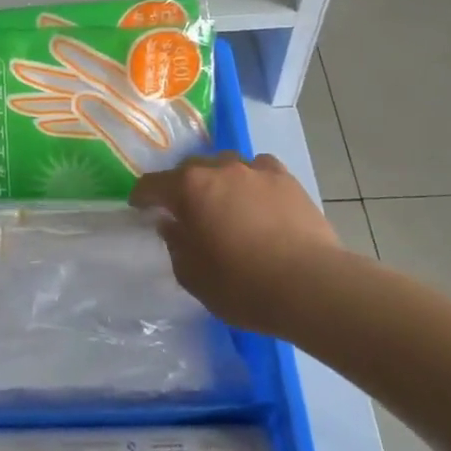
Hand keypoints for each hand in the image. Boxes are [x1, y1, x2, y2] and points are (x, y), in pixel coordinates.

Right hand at [130, 153, 350, 336]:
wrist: (311, 286)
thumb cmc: (242, 285)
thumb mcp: (193, 276)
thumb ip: (175, 244)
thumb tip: (171, 224)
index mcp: (189, 188)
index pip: (153, 184)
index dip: (142, 197)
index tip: (140, 209)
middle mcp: (220, 169)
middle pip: (189, 169)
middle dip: (181, 187)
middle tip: (184, 211)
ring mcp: (257, 170)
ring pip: (226, 164)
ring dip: (217, 180)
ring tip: (224, 204)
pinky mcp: (287, 180)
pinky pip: (259, 170)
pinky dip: (251, 181)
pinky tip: (257, 201)